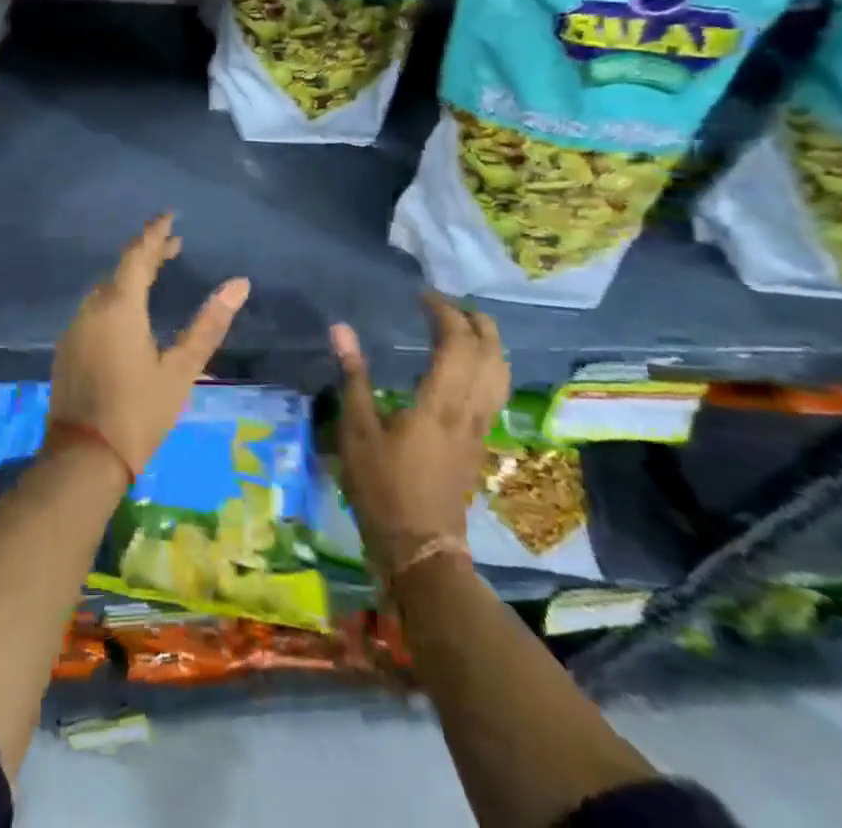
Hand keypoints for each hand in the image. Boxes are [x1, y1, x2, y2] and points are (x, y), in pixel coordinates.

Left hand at [49, 215, 250, 476]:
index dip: (155, 233)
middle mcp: (92, 308)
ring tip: (155, 275)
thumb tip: (239, 284)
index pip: (138, 254)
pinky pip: (94, 309)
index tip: (169, 216)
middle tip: (173, 247)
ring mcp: (75, 327)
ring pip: (105, 290)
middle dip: (147, 254)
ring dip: (130, 277)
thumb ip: (208, 324)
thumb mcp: (181, 369)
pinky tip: (128, 313)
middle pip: (120, 269)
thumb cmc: (139, 412)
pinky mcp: (67, 347)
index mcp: (119, 306)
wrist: (83, 459)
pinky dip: (114, 299)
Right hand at [330, 295, 508, 578]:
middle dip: (476, 321)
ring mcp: (480, 427)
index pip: (458, 343)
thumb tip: (341, 328)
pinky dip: (487, 365)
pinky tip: (465, 367)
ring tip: (462, 327)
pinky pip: (495, 391)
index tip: (423, 296)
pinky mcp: (480, 442)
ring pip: (501, 374)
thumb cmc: (383, 487)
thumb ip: (353, 376)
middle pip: (491, 354)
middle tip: (447, 305)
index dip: (445, 313)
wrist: (420, 547)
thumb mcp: (357, 430)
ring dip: (488, 343)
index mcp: (441, 402)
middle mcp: (469, 409)